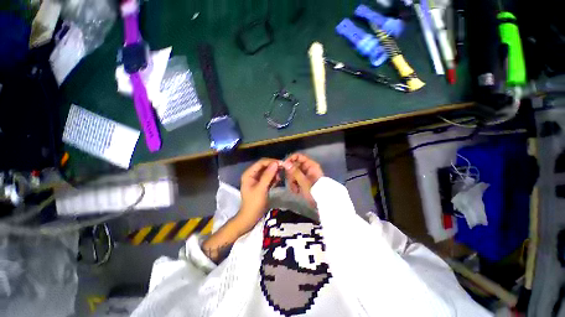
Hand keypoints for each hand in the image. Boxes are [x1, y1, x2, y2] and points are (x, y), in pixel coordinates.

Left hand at [236, 158, 280, 232]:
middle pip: (264, 166)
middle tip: (283, 170)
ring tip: (280, 177)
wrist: (251, 217)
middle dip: (274, 167)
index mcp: (249, 173)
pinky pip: (268, 177)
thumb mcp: (261, 189)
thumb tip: (276, 163)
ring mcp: (257, 179)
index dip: (271, 161)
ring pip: (267, 171)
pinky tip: (278, 181)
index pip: (261, 162)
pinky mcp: (261, 184)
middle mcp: (252, 174)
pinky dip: (273, 178)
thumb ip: (268, 175)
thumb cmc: (254, 203)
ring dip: (274, 172)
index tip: (282, 164)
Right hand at [283, 153, 323, 207]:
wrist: (322, 201)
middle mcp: (307, 167)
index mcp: (310, 165)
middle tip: (291, 182)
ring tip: (295, 189)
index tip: (284, 166)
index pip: (298, 156)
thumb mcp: (303, 181)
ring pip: (294, 174)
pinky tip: (296, 191)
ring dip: (292, 182)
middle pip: (294, 166)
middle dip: (291, 175)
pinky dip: (295, 185)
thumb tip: (286, 163)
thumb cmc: (314, 190)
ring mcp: (306, 174)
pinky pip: (296, 179)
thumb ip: (294, 171)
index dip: (290, 160)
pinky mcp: (304, 181)